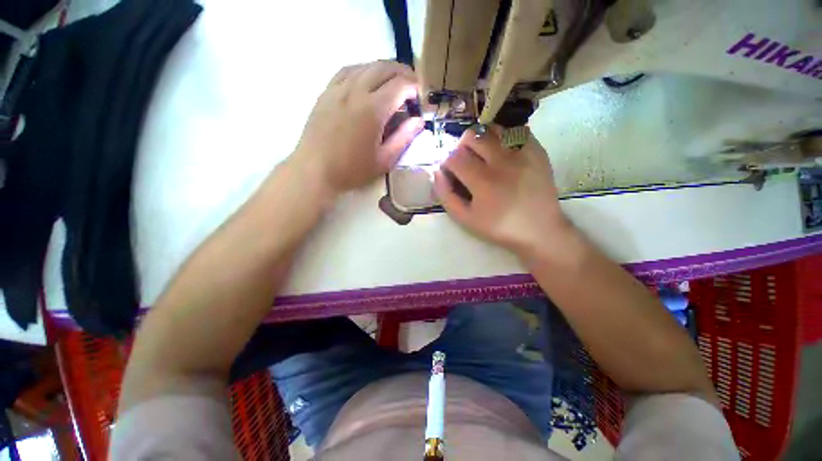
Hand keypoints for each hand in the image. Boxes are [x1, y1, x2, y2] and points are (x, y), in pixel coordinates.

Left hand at [292, 61, 422, 196]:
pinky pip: (347, 71)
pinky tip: (367, 81)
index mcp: (373, 109)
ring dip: (384, 70)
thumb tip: (418, 121)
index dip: (415, 88)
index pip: (400, 85)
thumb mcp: (384, 160)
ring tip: (393, 83)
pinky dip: (363, 70)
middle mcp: (355, 91)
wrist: (315, 171)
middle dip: (403, 73)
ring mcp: (338, 89)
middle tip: (412, 87)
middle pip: (384, 68)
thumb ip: (404, 138)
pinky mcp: (326, 92)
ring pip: (366, 65)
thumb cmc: (352, 170)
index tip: (420, 99)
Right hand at [433, 126, 571, 257]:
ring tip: (483, 154)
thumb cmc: (499, 227)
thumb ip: (446, 195)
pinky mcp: (537, 150)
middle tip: (465, 161)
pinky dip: (503, 137)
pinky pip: (515, 131)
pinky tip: (502, 151)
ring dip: (481, 139)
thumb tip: (438, 172)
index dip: (447, 163)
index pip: (454, 156)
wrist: (539, 229)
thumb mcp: (465, 219)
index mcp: (483, 181)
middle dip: (461, 147)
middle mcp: (502, 161)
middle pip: (472, 135)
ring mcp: (522, 153)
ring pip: (493, 128)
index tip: (451, 172)